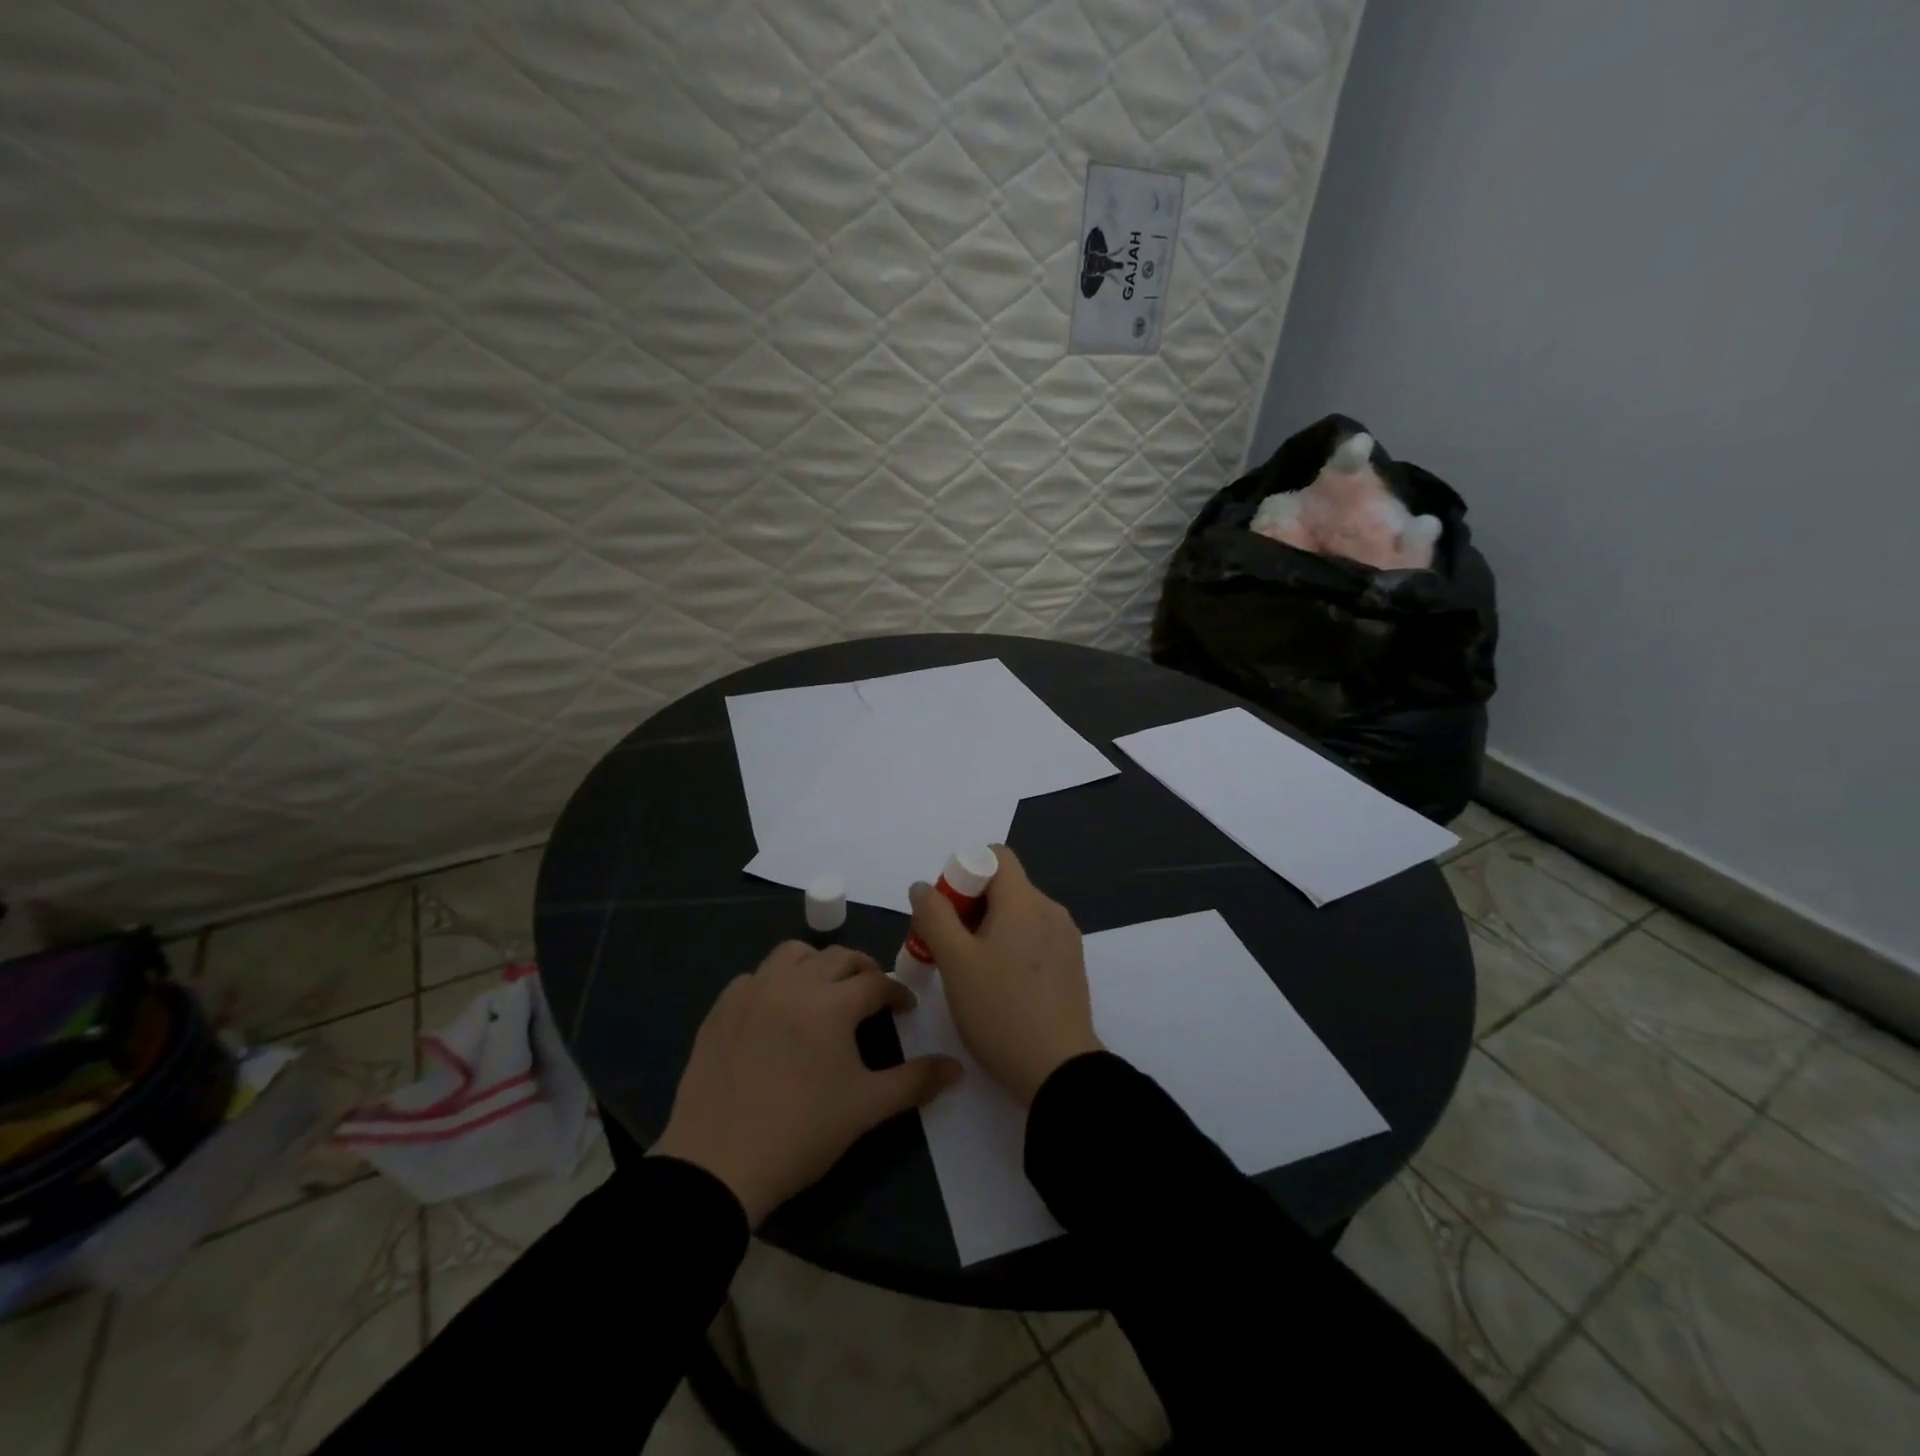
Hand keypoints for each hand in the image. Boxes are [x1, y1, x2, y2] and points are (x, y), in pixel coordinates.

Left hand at [649, 943, 961, 1224]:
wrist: (716, 1164)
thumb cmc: (800, 1133)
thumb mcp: (865, 1109)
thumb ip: (915, 1082)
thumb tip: (957, 1068)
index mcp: (831, 1004)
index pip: (875, 982)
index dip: (896, 993)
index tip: (905, 1010)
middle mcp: (792, 984)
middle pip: (837, 957)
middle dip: (862, 970)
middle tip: (872, 995)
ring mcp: (751, 992)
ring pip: (792, 954)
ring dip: (817, 964)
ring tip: (825, 992)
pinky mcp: (721, 1008)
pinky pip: (755, 977)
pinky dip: (775, 982)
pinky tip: (778, 1012)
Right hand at [907, 846, 1102, 1104]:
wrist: (1059, 1071)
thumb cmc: (1000, 1009)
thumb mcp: (955, 962)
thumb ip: (934, 916)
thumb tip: (923, 886)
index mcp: (1025, 900)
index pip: (995, 856)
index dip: (964, 871)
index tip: (946, 909)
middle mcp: (1051, 910)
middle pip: (1004, 887)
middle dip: (969, 907)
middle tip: (946, 947)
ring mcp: (1065, 939)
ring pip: (1018, 915)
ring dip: (988, 930)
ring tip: (967, 972)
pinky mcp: (1071, 966)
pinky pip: (1034, 939)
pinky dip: (1010, 948)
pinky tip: (996, 987)